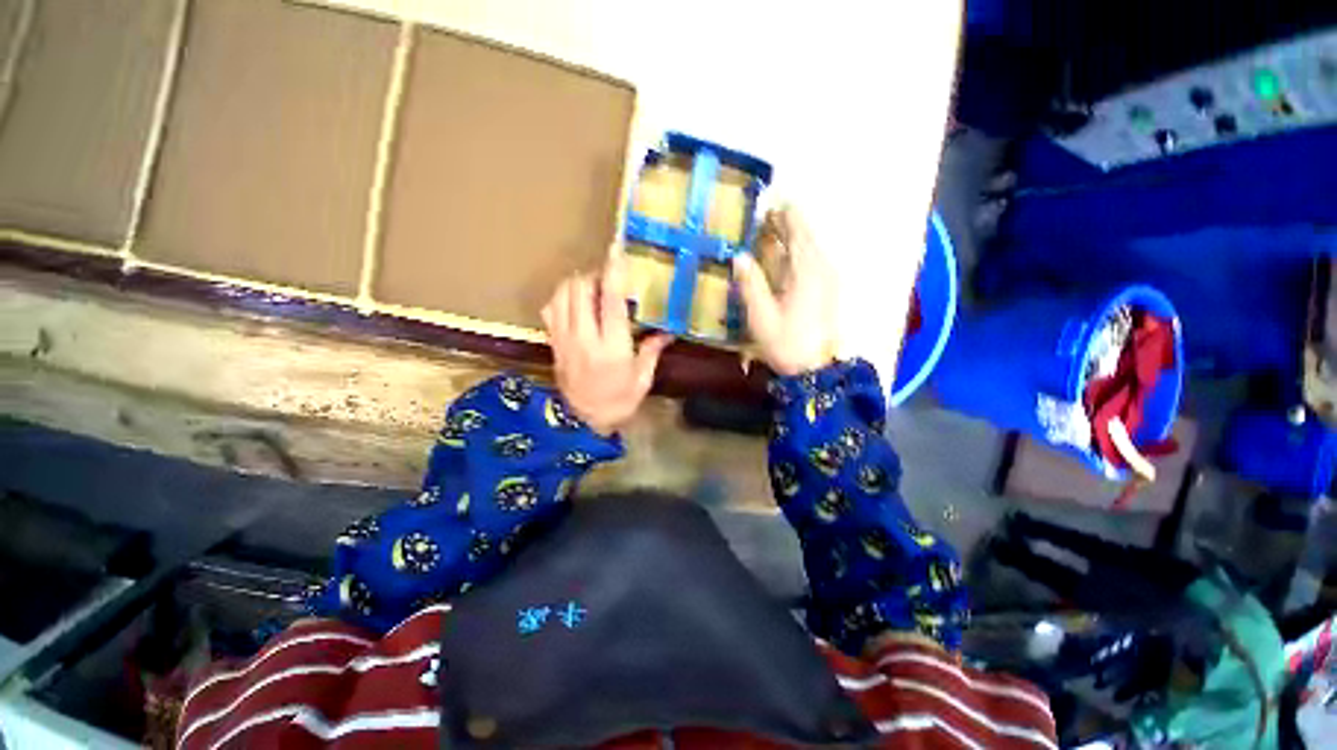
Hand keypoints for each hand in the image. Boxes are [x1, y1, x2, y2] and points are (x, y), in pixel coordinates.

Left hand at [542, 257, 672, 435]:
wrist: (582, 423)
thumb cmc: (618, 402)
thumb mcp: (642, 380)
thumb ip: (652, 351)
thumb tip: (667, 332)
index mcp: (612, 348)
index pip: (611, 302)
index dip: (614, 273)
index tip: (616, 250)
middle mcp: (584, 338)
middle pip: (580, 290)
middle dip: (593, 276)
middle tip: (608, 279)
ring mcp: (564, 340)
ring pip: (562, 295)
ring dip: (576, 283)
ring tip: (591, 288)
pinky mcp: (554, 344)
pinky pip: (550, 310)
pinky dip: (561, 298)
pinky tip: (573, 303)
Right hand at [733, 207, 838, 375]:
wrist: (816, 370)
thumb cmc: (787, 343)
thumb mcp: (761, 316)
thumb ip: (751, 284)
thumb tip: (739, 256)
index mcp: (806, 271)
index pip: (798, 232)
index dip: (785, 214)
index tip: (772, 200)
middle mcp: (822, 269)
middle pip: (807, 237)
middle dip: (789, 222)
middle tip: (768, 213)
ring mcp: (829, 280)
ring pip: (813, 248)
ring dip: (795, 236)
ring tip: (776, 229)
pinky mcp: (829, 291)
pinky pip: (815, 260)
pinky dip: (801, 251)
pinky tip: (790, 255)